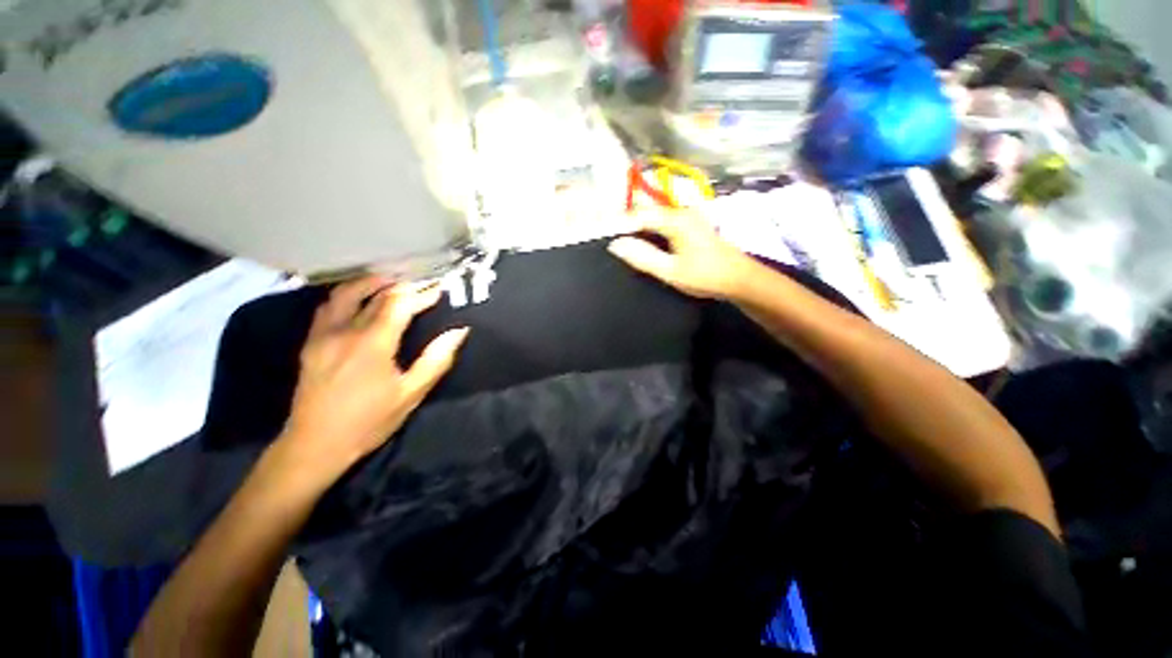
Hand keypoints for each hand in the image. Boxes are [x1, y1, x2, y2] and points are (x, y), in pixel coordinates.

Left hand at [279, 277, 468, 476]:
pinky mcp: (311, 343)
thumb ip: (436, 359)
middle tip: (420, 284)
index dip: (420, 294)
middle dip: (401, 286)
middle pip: (374, 295)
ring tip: (389, 282)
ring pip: (344, 294)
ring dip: (369, 283)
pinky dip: (347, 296)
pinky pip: (328, 307)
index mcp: (372, 343)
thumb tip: (459, 332)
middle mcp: (344, 331)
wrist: (314, 445)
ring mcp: (323, 335)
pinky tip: (358, 301)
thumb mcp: (411, 394)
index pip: (398, 304)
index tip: (438, 289)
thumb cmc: (368, 421)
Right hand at [607, 208, 753, 299]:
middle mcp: (681, 211)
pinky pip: (663, 219)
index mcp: (676, 220)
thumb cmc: (705, 276)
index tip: (603, 233)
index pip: (639, 214)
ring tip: (622, 237)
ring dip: (637, 222)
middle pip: (646, 208)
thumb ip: (643, 257)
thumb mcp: (671, 271)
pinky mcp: (691, 223)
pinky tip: (643, 239)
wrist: (739, 279)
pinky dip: (649, 226)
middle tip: (610, 235)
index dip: (619, 223)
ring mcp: (688, 215)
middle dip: (626, 219)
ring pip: (655, 212)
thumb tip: (616, 245)